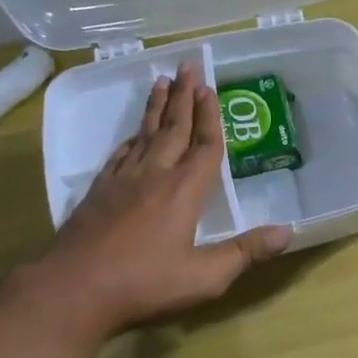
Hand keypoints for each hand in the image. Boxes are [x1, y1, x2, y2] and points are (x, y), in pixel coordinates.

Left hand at [29, 63, 290, 339]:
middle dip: (182, 97)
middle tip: (187, 66)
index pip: (204, 146)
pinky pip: (120, 155)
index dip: (210, 116)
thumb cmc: (143, 284)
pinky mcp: (97, 194)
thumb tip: (286, 232)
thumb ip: (245, 252)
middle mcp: (154, 176)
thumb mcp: (205, 277)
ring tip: (161, 83)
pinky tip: (132, 136)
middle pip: (172, 128)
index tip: (209, 87)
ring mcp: (121, 182)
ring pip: (143, 135)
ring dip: (155, 108)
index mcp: (184, 191)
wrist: (71, 291)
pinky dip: (131, 138)